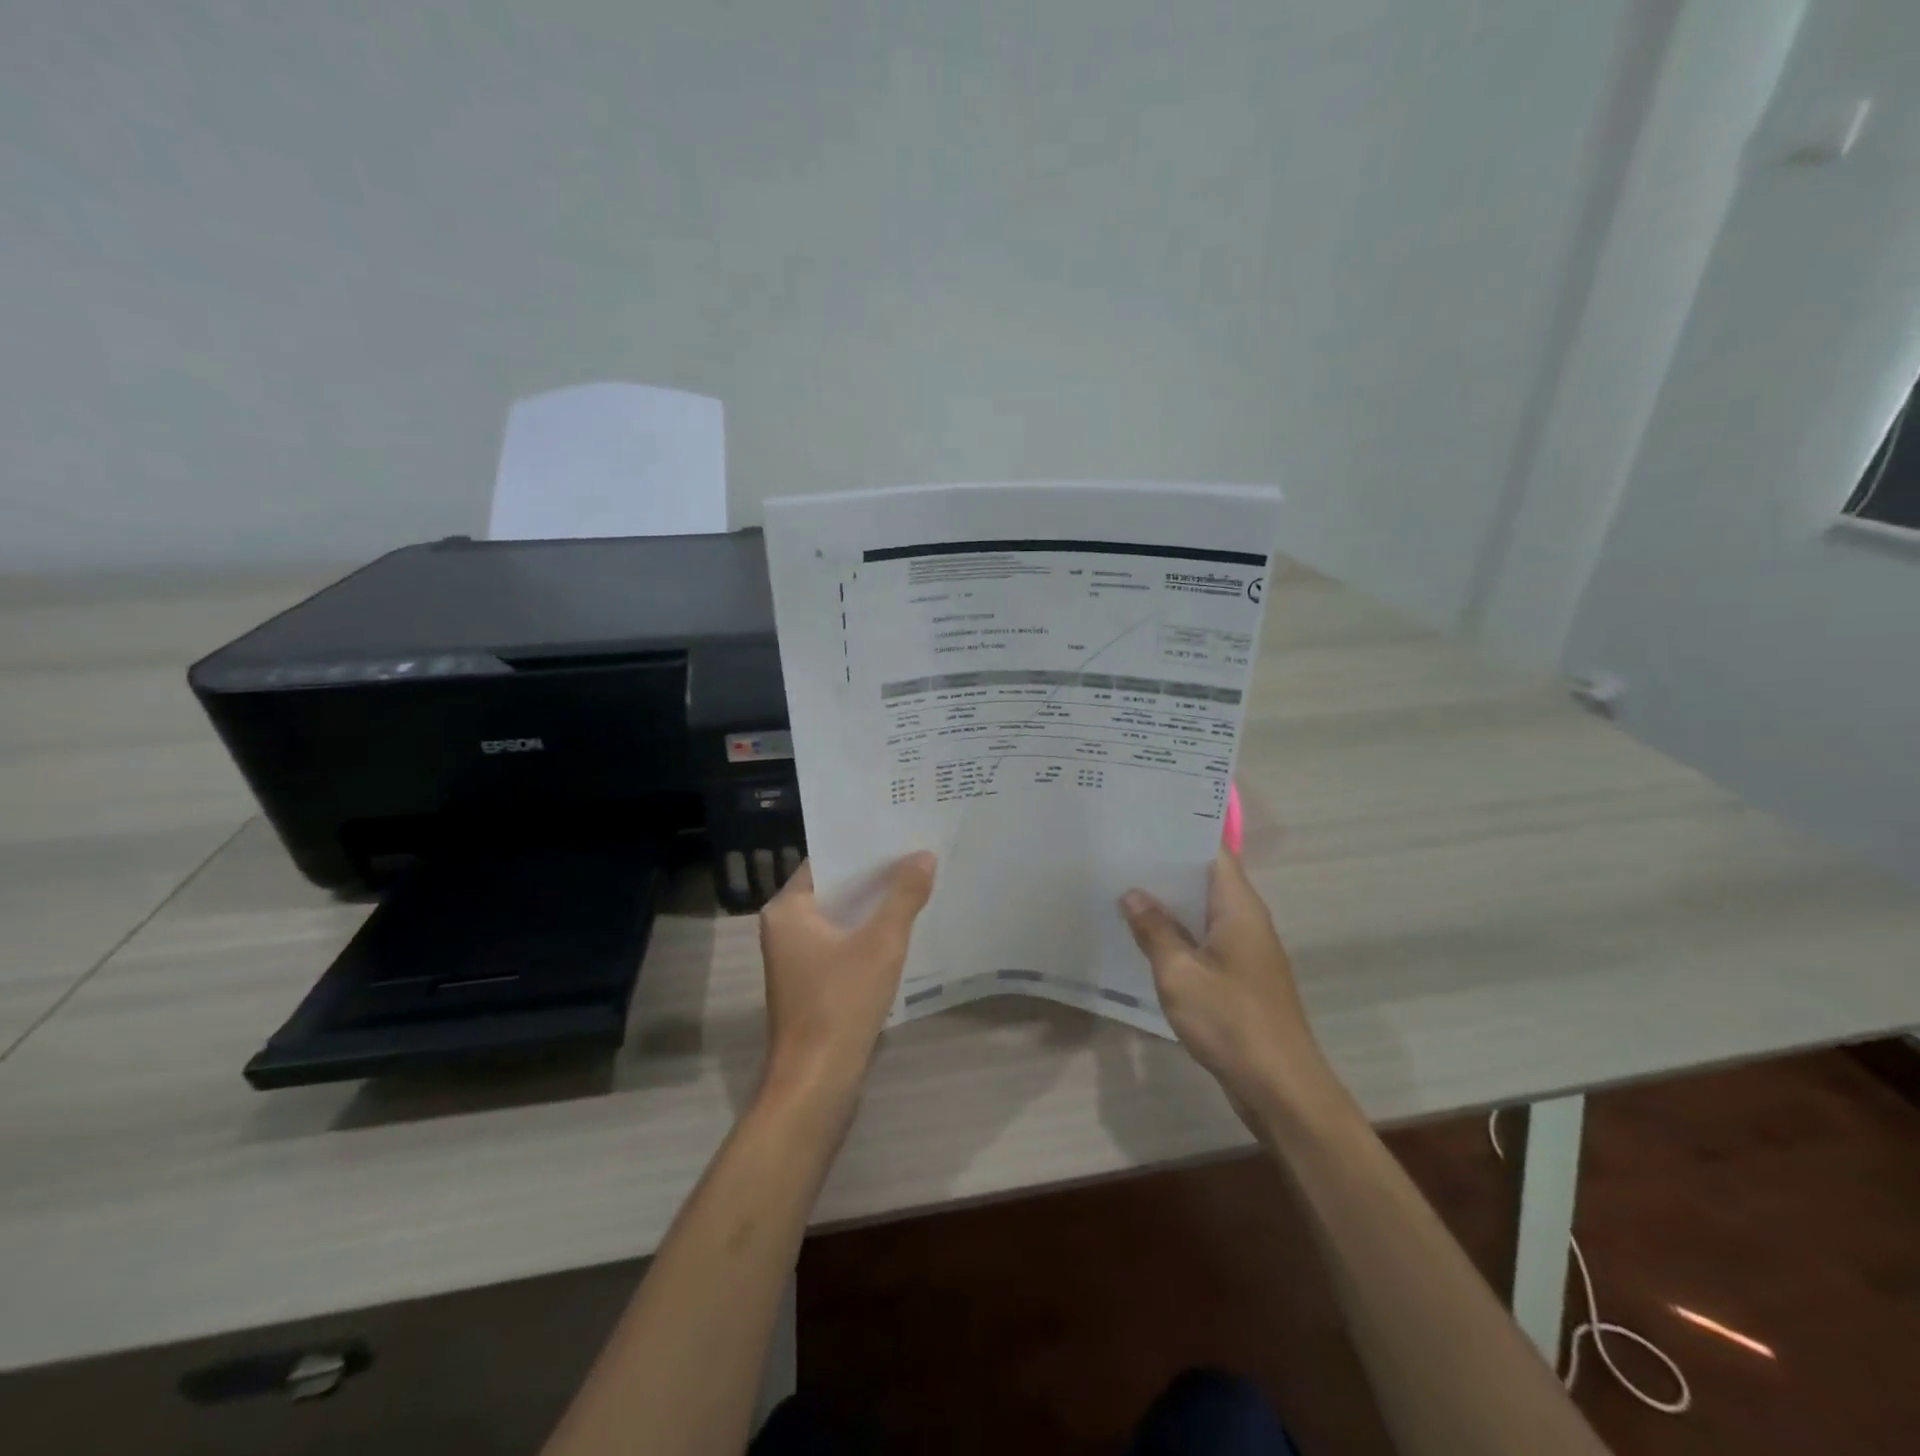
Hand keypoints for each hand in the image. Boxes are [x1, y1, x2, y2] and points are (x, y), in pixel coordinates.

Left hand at [757, 853, 936, 1104]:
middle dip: (874, 876)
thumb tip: (923, 856)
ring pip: (840, 919)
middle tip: (916, 854)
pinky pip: (842, 944)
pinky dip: (867, 934)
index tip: (897, 833)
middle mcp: (785, 928)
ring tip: (917, 884)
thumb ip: (903, 895)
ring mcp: (796, 959)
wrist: (817, 1082)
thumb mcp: (880, 942)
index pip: (825, 862)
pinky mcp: (811, 984)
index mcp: (787, 910)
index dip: (861, 847)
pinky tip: (902, 929)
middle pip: (834, 889)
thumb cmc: (841, 1002)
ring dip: (873, 907)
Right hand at [1120, 849, 1334, 1124]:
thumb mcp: (1179, 973)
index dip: (1180, 832)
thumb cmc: (1230, 1020)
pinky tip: (1144, 936)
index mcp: (1238, 907)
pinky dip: (1178, 932)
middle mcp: (1246, 919)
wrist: (1280, 1087)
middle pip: (1205, 878)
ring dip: (1169, 902)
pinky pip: (1204, 939)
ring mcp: (1245, 949)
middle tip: (1119, 852)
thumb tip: (1133, 894)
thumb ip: (1155, 930)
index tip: (1142, 821)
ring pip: (1203, 911)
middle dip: (1165, 866)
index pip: (1212, 850)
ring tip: (1122, 886)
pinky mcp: (1239, 976)